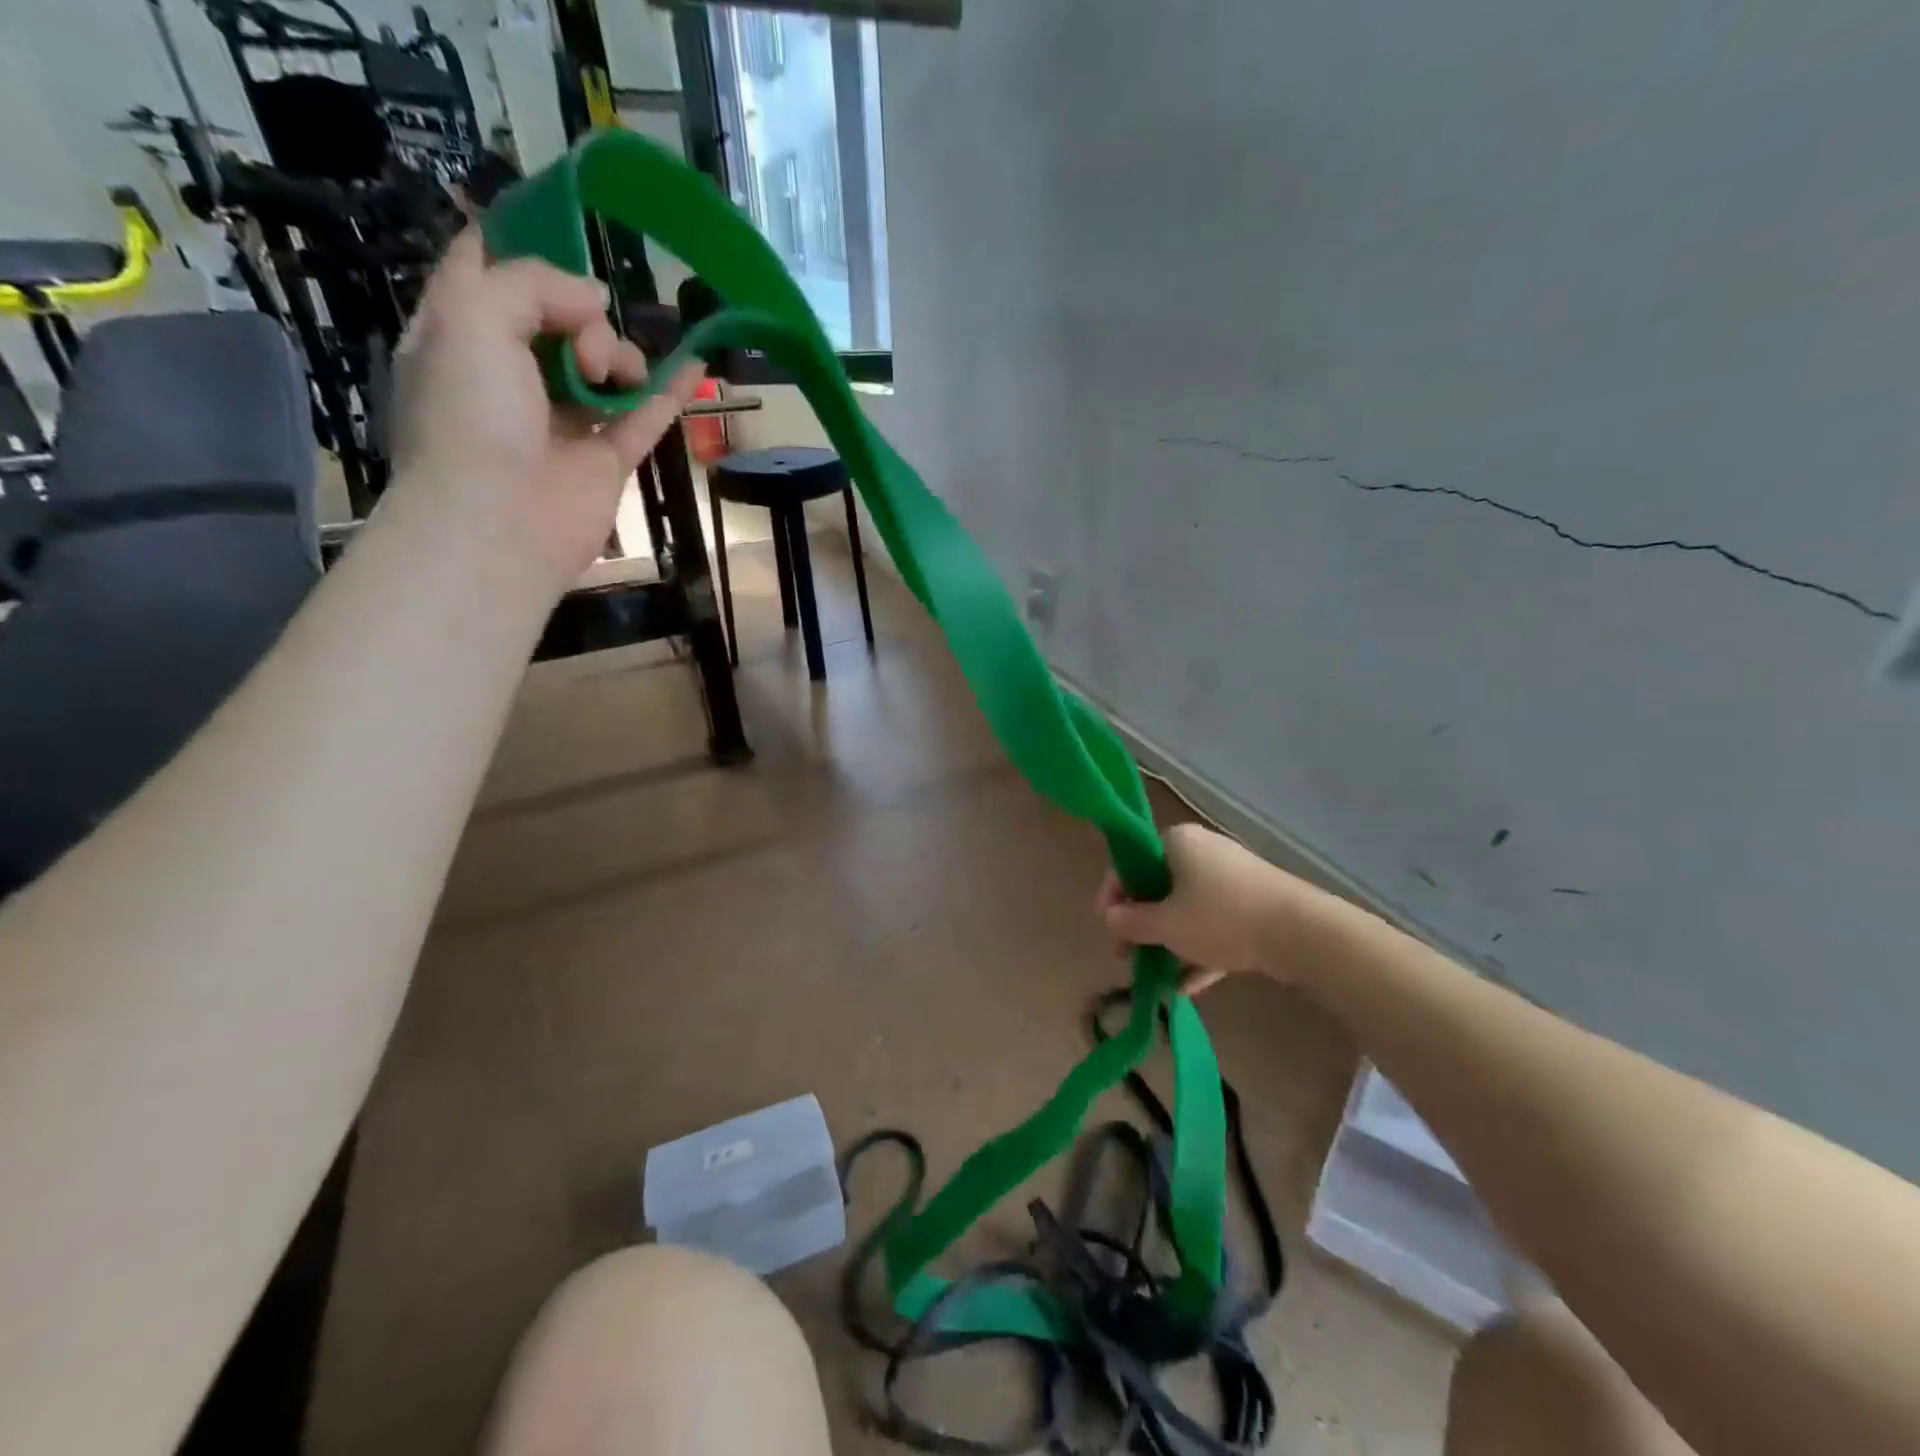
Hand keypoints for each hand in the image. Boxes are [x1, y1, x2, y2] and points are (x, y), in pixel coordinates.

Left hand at [389, 229, 703, 591]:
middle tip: (582, 335)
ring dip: (617, 353)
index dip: (515, 246)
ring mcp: (562, 420)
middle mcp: (510, 377)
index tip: (557, 224)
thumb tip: (595, 298)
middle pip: (556, 318)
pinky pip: (645, 415)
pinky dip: (668, 389)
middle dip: (577, 311)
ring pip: (603, 365)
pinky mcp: (606, 459)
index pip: (485, 274)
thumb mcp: (474, 317)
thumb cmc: (470, 416)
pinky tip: (696, 361)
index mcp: (460, 338)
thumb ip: (533, 284)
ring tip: (611, 373)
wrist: (499, 522)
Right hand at [1100, 824, 1314, 991]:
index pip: (1130, 864)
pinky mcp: (1255, 903)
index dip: (1113, 898)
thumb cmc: (1220, 918)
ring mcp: (1232, 877)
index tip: (1109, 930)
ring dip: (1170, 942)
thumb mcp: (1165, 925)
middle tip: (1129, 956)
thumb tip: (1109, 918)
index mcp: (1176, 842)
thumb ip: (1130, 922)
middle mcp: (1203, 851)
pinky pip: (1216, 924)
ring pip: (1188, 909)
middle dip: (1143, 925)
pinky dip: (1200, 950)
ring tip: (1156, 977)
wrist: (1301, 931)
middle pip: (1159, 887)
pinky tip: (1188, 987)